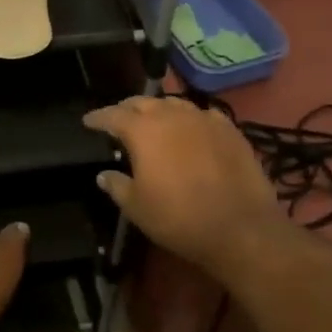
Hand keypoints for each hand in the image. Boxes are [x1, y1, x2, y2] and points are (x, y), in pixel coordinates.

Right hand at [83, 95, 285, 278]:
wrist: (242, 229)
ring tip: (155, 122)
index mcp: (143, 130)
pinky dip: (191, 119)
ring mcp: (203, 119)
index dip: (97, 118)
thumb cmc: (180, 218)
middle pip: (143, 102)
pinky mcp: (230, 130)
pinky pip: (203, 115)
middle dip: (127, 109)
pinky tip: (192, 130)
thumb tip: (104, 174)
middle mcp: (171, 115)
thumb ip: (117, 186)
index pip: (112, 115)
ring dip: (159, 110)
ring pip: (174, 104)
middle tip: (119, 120)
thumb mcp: (137, 208)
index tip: (88, 121)